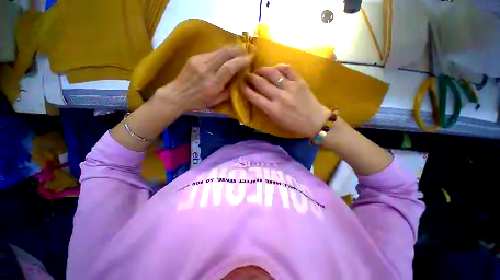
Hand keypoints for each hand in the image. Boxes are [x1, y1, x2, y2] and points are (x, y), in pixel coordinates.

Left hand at [156, 45, 252, 111]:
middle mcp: (206, 70)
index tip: (250, 58)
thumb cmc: (198, 101)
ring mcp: (199, 61)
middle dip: (238, 50)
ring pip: (218, 51)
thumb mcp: (216, 101)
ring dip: (231, 49)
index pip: (229, 67)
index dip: (241, 61)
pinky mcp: (194, 57)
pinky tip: (226, 55)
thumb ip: (228, 91)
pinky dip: (221, 53)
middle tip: (247, 49)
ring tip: (239, 50)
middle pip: (224, 54)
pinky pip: (212, 53)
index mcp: (213, 83)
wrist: (177, 94)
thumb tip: (237, 81)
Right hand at [241, 64, 330, 137]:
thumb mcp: (276, 121)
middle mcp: (280, 97)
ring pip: (272, 72)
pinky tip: (275, 69)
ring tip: (258, 71)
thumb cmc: (293, 125)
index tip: (240, 85)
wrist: (315, 121)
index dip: (245, 89)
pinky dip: (278, 67)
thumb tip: (256, 97)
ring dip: (262, 70)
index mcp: (273, 110)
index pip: (254, 97)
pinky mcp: (300, 81)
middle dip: (250, 77)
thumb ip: (265, 109)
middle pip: (260, 82)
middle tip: (247, 76)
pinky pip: (287, 68)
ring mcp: (290, 87)